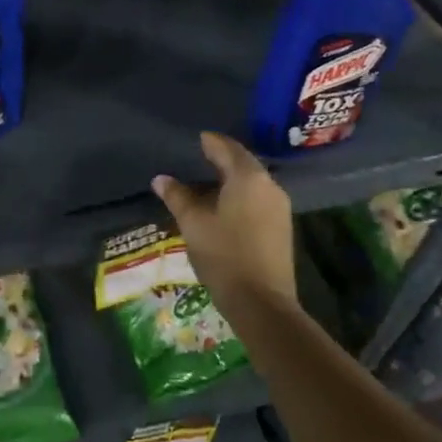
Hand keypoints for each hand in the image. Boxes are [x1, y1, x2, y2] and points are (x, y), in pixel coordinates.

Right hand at [152, 132, 295, 304]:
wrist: (262, 303)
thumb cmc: (224, 255)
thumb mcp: (193, 223)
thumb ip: (177, 196)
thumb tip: (161, 179)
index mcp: (248, 177)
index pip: (227, 148)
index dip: (209, 142)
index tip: (195, 139)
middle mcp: (269, 186)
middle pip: (242, 163)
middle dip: (221, 159)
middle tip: (197, 157)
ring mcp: (279, 207)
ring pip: (251, 182)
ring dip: (230, 179)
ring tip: (205, 183)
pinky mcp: (281, 227)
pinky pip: (257, 198)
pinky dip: (239, 195)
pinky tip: (223, 206)